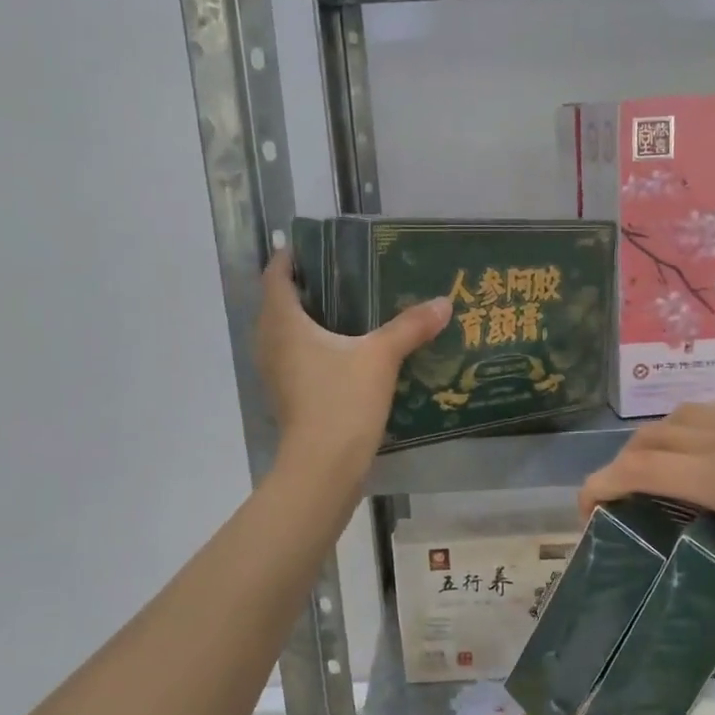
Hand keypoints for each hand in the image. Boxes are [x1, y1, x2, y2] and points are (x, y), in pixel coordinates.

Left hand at [256, 252, 451, 479]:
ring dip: (310, 319)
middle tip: (345, 274)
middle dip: (307, 287)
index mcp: (283, 323)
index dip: (292, 257)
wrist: (322, 468)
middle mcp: (270, 343)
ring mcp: (276, 373)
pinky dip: (315, 347)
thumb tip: (444, 302)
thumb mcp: (380, 358)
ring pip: (287, 333)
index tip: (317, 246)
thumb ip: (410, 327)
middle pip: (280, 303)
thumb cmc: (341, 401)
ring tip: (350, 309)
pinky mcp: (288, 396)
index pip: (276, 276)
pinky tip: (348, 351)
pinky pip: (296, 357)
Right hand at [578, 397, 714, 632]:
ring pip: (682, 416)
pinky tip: (708, 448)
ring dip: (654, 442)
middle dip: (620, 467)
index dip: (601, 485)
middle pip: (652, 438)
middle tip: (618, 509)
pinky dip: (694, 424)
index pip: (642, 467)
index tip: (585, 516)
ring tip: (654, 479)